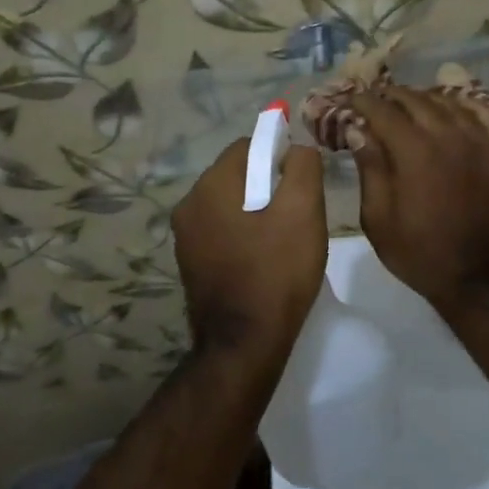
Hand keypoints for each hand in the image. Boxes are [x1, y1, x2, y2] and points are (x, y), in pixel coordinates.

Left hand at [172, 138, 326, 368]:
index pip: (248, 145)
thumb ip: (303, 166)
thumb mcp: (303, 211)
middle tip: (298, 214)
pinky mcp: (190, 262)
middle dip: (268, 184)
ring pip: (229, 204)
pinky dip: (243, 234)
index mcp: (211, 185)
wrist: (244, 343)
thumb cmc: (277, 272)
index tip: (302, 184)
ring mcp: (185, 236)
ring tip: (283, 240)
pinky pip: (221, 231)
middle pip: (237, 174)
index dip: (279, 155)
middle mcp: (189, 204)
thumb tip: (296, 147)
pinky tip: (263, 259)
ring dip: (256, 210)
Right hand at [348, 88, 488, 317]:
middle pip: (419, 101)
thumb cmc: (420, 254)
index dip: (365, 100)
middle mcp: (451, 137)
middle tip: (380, 99)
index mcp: (415, 152)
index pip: (384, 111)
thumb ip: (370, 168)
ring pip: (454, 105)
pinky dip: (469, 106)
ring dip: (428, 99)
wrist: (481, 281)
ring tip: (414, 102)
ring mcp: (485, 144)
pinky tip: (458, 106)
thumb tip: (359, 129)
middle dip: (394, 96)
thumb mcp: (379, 219)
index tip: (353, 98)